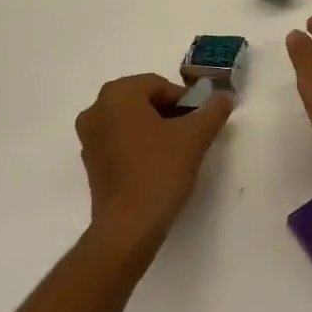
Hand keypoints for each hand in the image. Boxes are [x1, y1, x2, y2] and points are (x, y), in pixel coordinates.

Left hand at [76, 73, 232, 256]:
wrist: (128, 227)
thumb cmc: (159, 171)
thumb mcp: (195, 137)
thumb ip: (212, 111)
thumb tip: (223, 97)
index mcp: (117, 94)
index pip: (159, 85)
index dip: (184, 101)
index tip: (199, 121)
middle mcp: (96, 108)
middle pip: (143, 100)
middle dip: (168, 113)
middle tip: (190, 135)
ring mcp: (88, 136)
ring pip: (130, 121)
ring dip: (154, 129)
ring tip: (176, 152)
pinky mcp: (90, 162)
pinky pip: (119, 140)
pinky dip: (138, 145)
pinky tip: (156, 166)